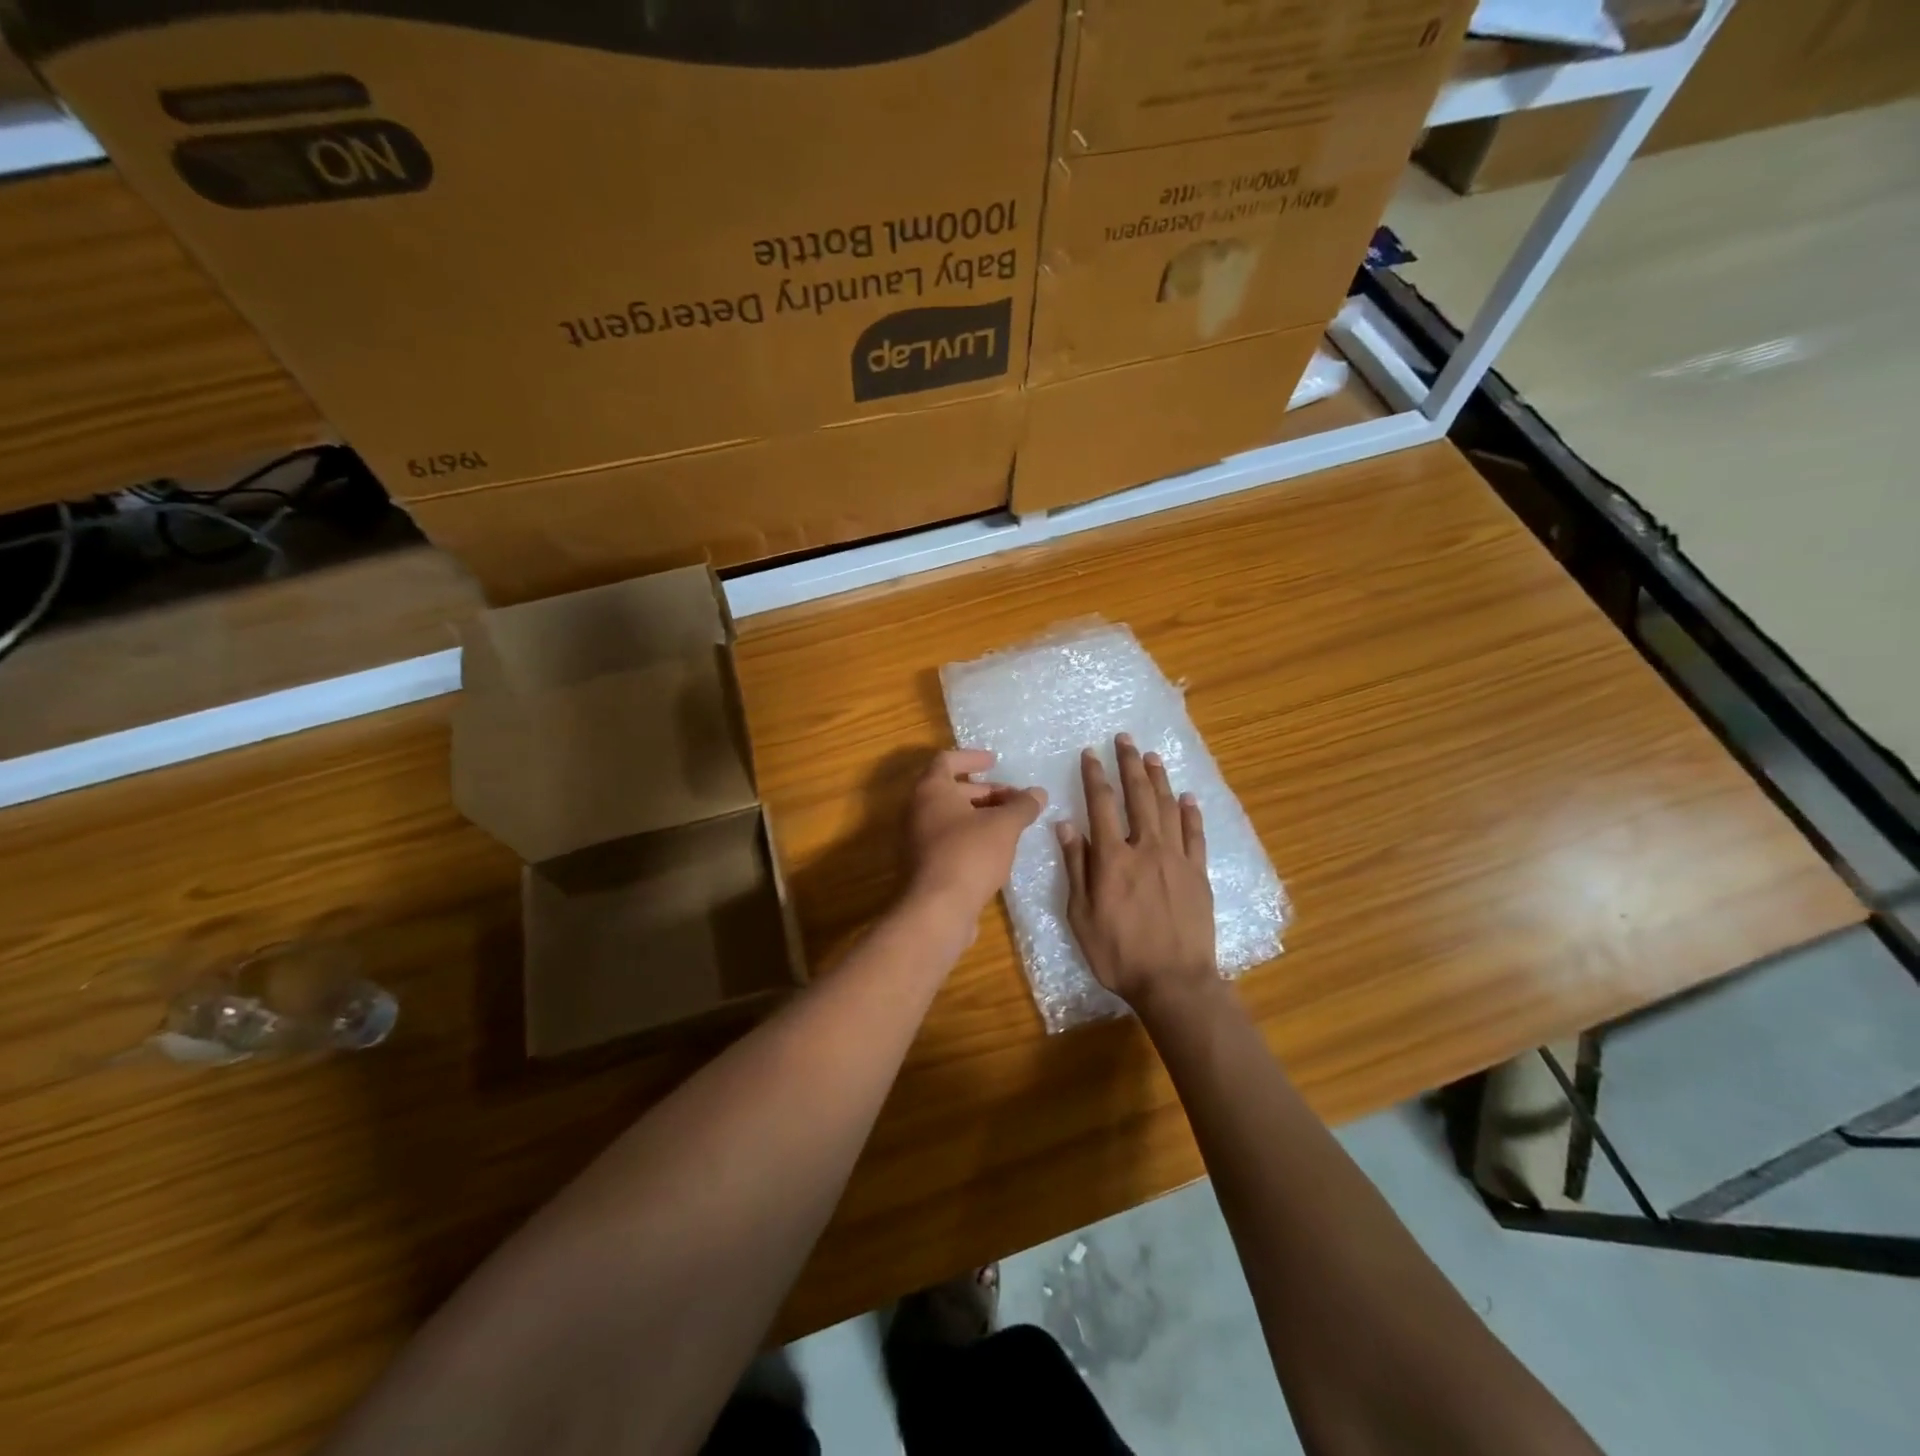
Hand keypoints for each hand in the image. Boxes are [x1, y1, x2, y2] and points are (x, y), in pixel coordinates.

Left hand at [907, 749, 1045, 922]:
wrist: (937, 910)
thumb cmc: (969, 854)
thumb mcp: (1004, 826)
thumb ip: (1022, 806)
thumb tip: (1038, 793)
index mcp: (931, 790)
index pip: (947, 760)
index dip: (972, 757)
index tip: (995, 761)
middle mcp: (918, 810)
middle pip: (951, 790)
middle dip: (985, 791)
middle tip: (1014, 799)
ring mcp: (918, 839)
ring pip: (952, 817)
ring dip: (981, 816)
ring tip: (1011, 824)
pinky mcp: (925, 865)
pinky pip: (950, 840)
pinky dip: (972, 837)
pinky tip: (998, 850)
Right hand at [1057, 734, 1216, 1012]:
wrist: (1174, 981)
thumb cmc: (1118, 953)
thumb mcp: (1081, 914)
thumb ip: (1076, 867)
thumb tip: (1066, 825)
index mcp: (1113, 858)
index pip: (1101, 805)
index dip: (1095, 776)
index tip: (1091, 753)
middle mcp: (1146, 848)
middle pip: (1138, 796)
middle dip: (1130, 764)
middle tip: (1125, 739)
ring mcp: (1177, 859)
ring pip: (1168, 808)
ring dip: (1159, 779)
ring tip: (1152, 757)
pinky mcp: (1198, 874)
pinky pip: (1196, 835)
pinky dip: (1191, 813)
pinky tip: (1188, 797)